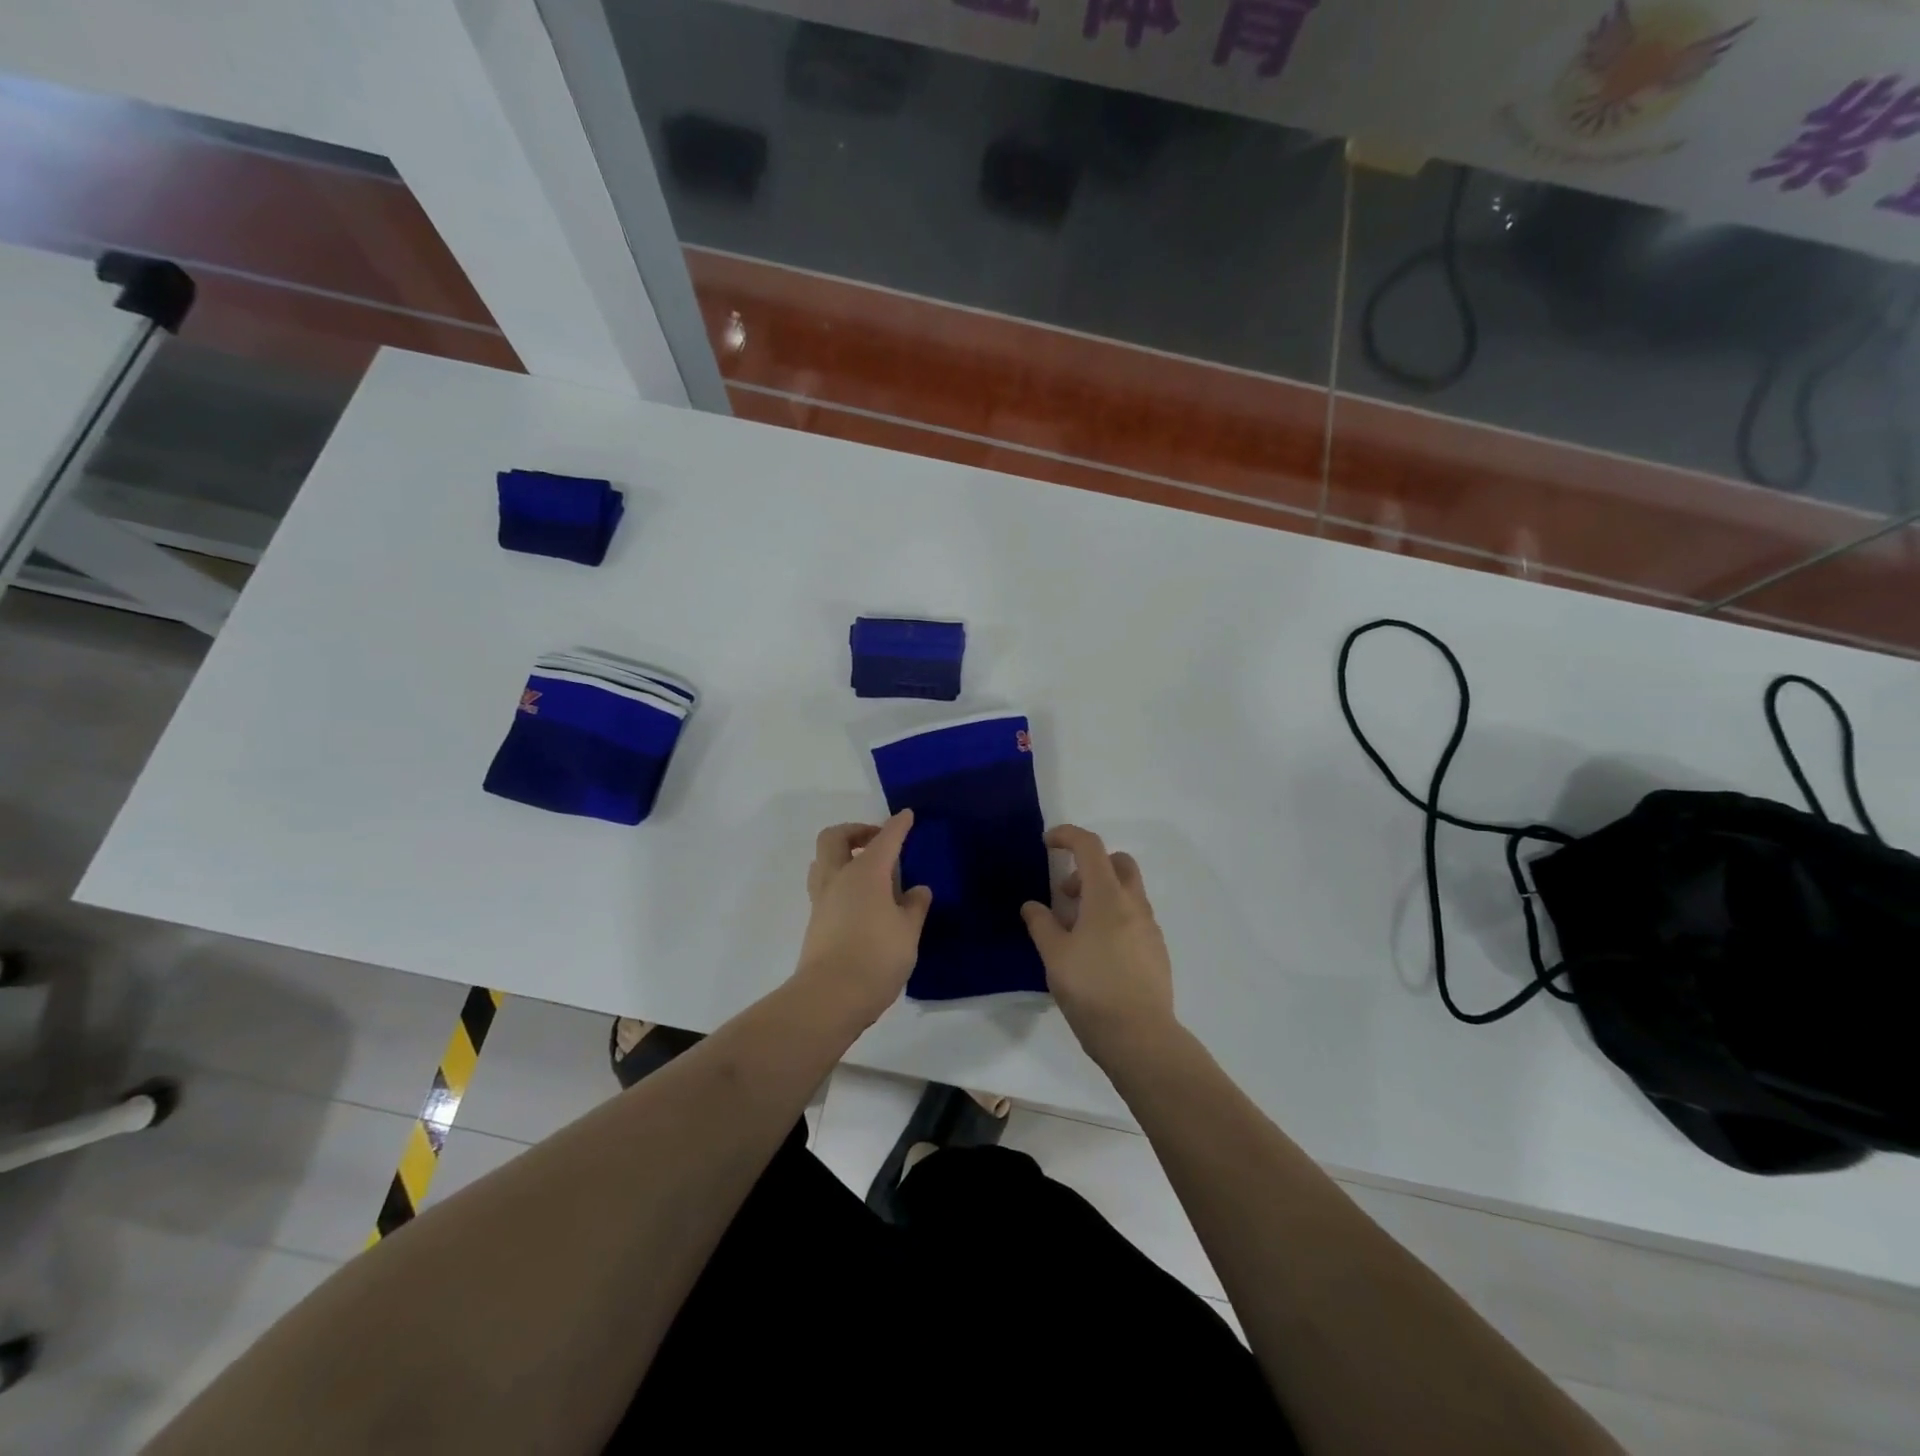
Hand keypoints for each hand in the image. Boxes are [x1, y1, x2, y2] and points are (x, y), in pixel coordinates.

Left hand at [793, 811, 932, 1026]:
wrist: (830, 997)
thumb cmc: (876, 957)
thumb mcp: (908, 932)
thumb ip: (914, 906)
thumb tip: (917, 890)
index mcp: (866, 872)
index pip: (885, 839)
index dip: (898, 825)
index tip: (907, 816)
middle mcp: (839, 878)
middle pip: (835, 838)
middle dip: (856, 830)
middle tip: (877, 841)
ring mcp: (822, 900)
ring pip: (823, 861)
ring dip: (842, 855)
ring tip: (867, 870)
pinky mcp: (815, 921)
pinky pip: (824, 885)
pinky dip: (841, 880)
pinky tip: (862, 901)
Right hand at [1021, 825, 1176, 1067]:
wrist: (1140, 1037)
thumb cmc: (1091, 990)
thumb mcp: (1055, 956)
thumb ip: (1041, 924)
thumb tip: (1032, 906)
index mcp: (1107, 897)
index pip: (1090, 847)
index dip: (1068, 836)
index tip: (1047, 843)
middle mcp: (1133, 904)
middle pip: (1118, 862)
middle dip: (1090, 865)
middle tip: (1066, 893)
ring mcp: (1150, 928)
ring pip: (1128, 891)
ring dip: (1101, 894)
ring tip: (1076, 929)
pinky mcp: (1156, 950)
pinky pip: (1134, 917)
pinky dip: (1114, 917)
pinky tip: (1097, 951)